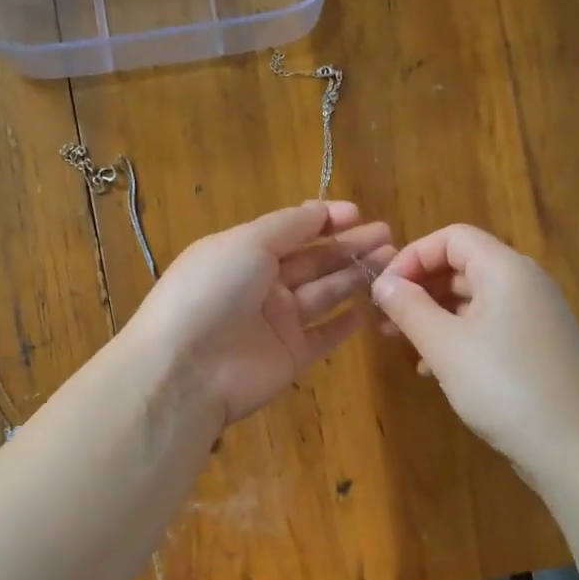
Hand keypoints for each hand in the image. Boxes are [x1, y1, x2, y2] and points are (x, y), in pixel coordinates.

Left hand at [124, 201, 393, 431]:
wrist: (186, 369)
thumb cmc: (213, 292)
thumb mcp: (246, 242)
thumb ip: (288, 226)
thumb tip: (320, 210)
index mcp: (244, 252)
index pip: (291, 231)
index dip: (324, 220)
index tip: (358, 213)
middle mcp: (261, 285)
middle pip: (313, 261)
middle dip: (349, 247)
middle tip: (388, 235)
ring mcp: (276, 323)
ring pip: (324, 294)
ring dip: (354, 277)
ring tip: (391, 261)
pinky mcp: (290, 357)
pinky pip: (323, 336)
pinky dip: (344, 323)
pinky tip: (368, 309)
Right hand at [371, 224, 578, 477]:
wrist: (576, 448)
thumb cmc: (504, 387)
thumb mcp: (445, 346)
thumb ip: (408, 308)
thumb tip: (382, 283)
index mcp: (506, 270)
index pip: (452, 237)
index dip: (412, 256)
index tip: (383, 290)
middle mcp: (524, 283)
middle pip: (462, 265)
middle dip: (419, 287)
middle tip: (385, 320)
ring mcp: (534, 317)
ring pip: (472, 299)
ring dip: (433, 315)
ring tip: (402, 344)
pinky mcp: (536, 347)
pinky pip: (487, 326)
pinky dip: (456, 337)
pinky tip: (433, 370)